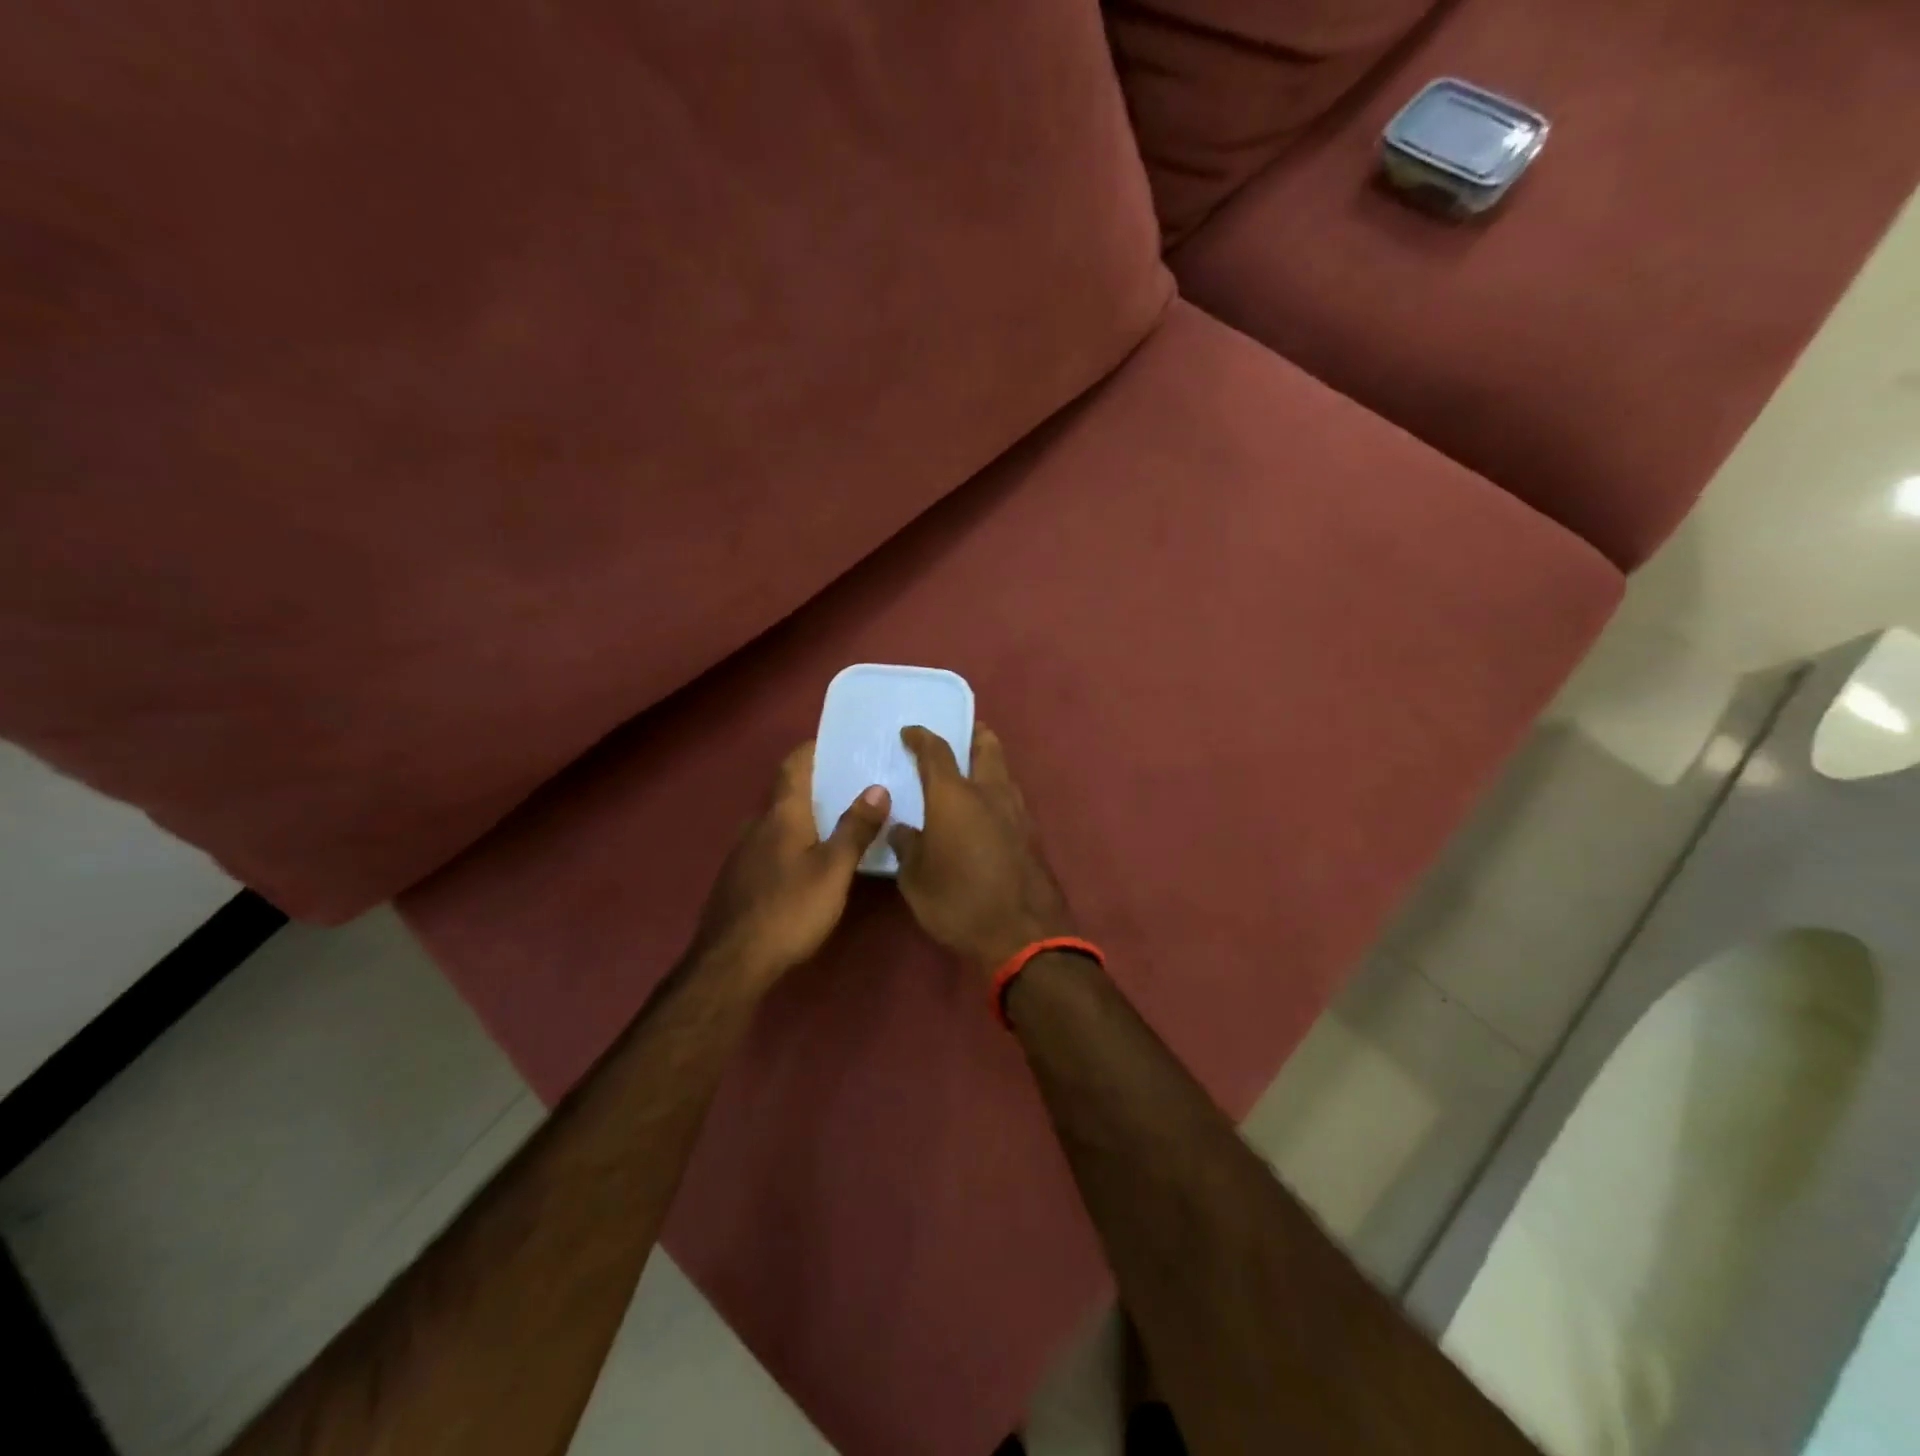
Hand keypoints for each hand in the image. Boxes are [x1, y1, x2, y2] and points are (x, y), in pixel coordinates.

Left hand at [689, 742, 889, 986]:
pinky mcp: (737, 879)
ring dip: (801, 816)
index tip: (835, 743)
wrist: (731, 962)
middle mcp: (757, 825)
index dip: (811, 750)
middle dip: (813, 785)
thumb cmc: (789, 910)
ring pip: (775, 822)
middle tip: (848, 785)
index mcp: (781, 815)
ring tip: (832, 822)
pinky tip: (804, 862)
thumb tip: (878, 787)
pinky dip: (789, 841)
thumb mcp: (834, 870)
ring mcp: (742, 853)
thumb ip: (855, 828)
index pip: (793, 766)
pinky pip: (767, 846)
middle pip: (785, 793)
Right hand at [890, 725, 1076, 976]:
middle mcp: (989, 792)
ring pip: (1004, 770)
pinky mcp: (1032, 833)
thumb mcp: (916, 879)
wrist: (1023, 934)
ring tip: (969, 773)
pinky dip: (997, 791)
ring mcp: (1017, 811)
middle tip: (956, 736)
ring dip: (988, 762)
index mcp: (954, 796)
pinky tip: (985, 810)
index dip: (921, 737)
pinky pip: (1011, 797)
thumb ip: (907, 846)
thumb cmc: (959, 902)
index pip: (936, 751)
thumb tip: (902, 829)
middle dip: (971, 734)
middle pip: (986, 745)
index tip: (909, 732)